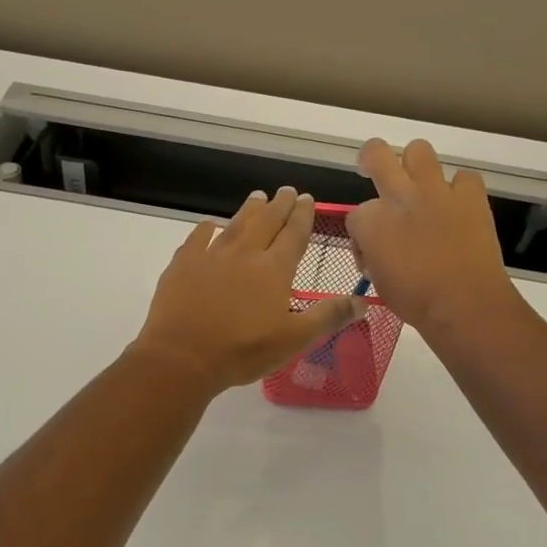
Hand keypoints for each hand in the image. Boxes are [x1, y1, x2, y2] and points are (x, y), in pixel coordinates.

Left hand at [132, 188, 364, 391]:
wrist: (183, 356)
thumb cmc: (243, 350)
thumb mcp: (295, 339)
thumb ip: (328, 316)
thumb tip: (363, 301)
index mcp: (274, 270)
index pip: (294, 235)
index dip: (303, 216)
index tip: (307, 198)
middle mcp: (245, 254)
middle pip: (266, 222)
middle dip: (279, 205)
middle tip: (287, 190)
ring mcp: (211, 256)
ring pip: (235, 225)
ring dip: (249, 210)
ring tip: (258, 196)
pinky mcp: (183, 265)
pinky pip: (197, 239)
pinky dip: (205, 229)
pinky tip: (210, 224)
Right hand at [346, 139, 515, 335]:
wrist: (464, 304)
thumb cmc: (415, 301)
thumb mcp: (378, 280)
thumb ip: (373, 254)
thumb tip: (378, 248)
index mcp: (371, 221)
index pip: (355, 213)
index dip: (361, 233)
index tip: (371, 251)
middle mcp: (399, 196)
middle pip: (376, 153)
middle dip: (371, 158)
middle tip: (374, 169)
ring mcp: (436, 191)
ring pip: (419, 150)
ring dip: (416, 164)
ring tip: (420, 183)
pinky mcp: (470, 196)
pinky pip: (464, 177)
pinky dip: (460, 189)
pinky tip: (458, 206)